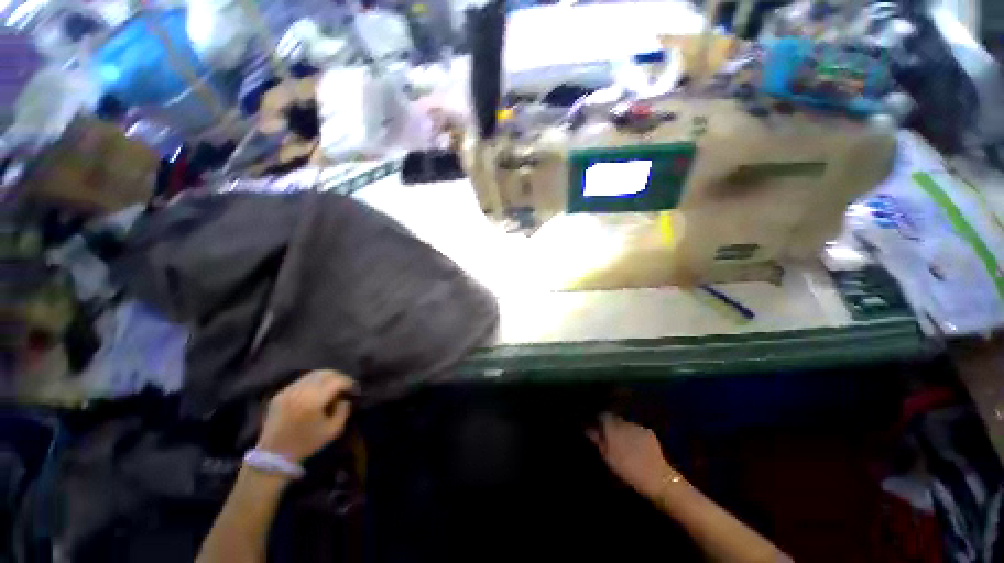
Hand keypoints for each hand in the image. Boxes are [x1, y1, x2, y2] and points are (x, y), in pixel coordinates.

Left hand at [258, 370, 356, 462]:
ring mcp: (288, 391)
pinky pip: (301, 381)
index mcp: (313, 401)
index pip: (337, 381)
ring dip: (325, 378)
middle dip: (338, 377)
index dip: (349, 383)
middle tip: (345, 385)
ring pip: (312, 375)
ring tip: (332, 387)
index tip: (354, 389)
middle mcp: (300, 391)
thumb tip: (345, 399)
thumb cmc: (306, 444)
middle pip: (325, 373)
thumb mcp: (332, 431)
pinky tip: (315, 392)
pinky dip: (312, 383)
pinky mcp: (280, 394)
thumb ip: (343, 411)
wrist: (274, 456)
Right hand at [587, 413, 678, 498]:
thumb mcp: (607, 457)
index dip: (599, 420)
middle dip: (611, 425)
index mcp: (612, 427)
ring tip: (624, 442)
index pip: (602, 415)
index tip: (597, 427)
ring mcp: (637, 426)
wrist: (655, 477)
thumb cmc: (626, 469)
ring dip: (623, 429)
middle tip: (610, 437)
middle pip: (614, 418)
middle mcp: (624, 422)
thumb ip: (597, 440)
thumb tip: (588, 428)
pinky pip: (637, 429)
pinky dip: (634, 434)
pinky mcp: (648, 432)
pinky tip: (636, 445)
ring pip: (626, 424)